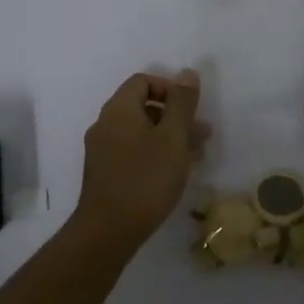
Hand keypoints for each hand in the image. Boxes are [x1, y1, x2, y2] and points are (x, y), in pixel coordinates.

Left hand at [76, 70, 205, 241]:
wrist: (108, 231)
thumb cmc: (146, 178)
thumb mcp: (172, 137)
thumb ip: (182, 103)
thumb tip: (187, 72)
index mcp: (118, 110)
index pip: (143, 81)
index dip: (170, 88)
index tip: (191, 110)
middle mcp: (105, 124)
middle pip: (142, 107)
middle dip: (175, 117)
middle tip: (202, 135)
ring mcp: (102, 150)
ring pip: (140, 132)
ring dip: (169, 138)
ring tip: (195, 156)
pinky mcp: (105, 173)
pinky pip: (133, 152)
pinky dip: (155, 154)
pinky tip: (174, 173)